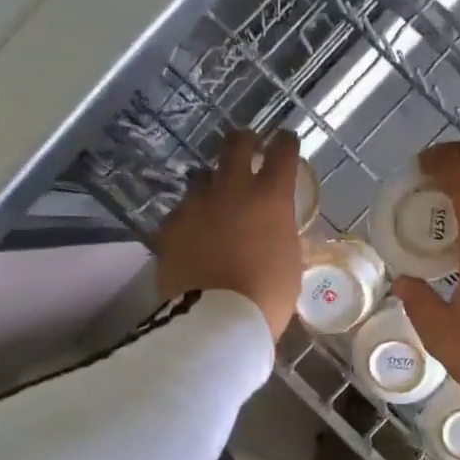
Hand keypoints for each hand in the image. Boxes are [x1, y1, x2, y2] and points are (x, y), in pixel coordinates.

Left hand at [156, 129, 304, 339]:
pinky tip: (192, 235)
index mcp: (270, 197)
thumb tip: (274, 228)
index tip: (285, 141)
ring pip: (202, 177)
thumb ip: (281, 234)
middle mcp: (232, 189)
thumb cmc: (266, 297)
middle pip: (236, 143)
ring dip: (212, 184)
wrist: (214, 319)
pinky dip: (190, 218)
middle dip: (245, 140)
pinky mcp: (170, 225)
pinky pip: (181, 211)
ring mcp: (196, 204)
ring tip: (214, 202)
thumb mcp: (289, 262)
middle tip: (248, 147)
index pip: (283, 151)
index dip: (285, 143)